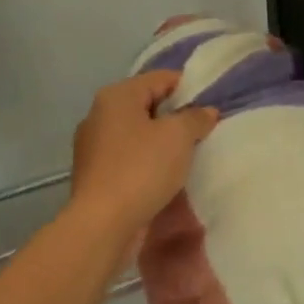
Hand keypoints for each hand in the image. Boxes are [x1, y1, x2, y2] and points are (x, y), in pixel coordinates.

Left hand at [66, 71, 217, 248]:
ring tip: (187, 156)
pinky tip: (164, 177)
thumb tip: (206, 111)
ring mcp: (92, 145)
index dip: (189, 88)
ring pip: (137, 133)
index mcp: (117, 96)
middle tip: (202, 132)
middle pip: (147, 105)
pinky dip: (147, 162)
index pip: (160, 78)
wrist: (102, 224)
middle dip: (175, 116)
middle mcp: (99, 114)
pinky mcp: (94, 173)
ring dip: (161, 142)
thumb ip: (195, 118)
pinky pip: (128, 157)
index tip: (210, 107)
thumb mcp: (178, 137)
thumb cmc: (141, 169)